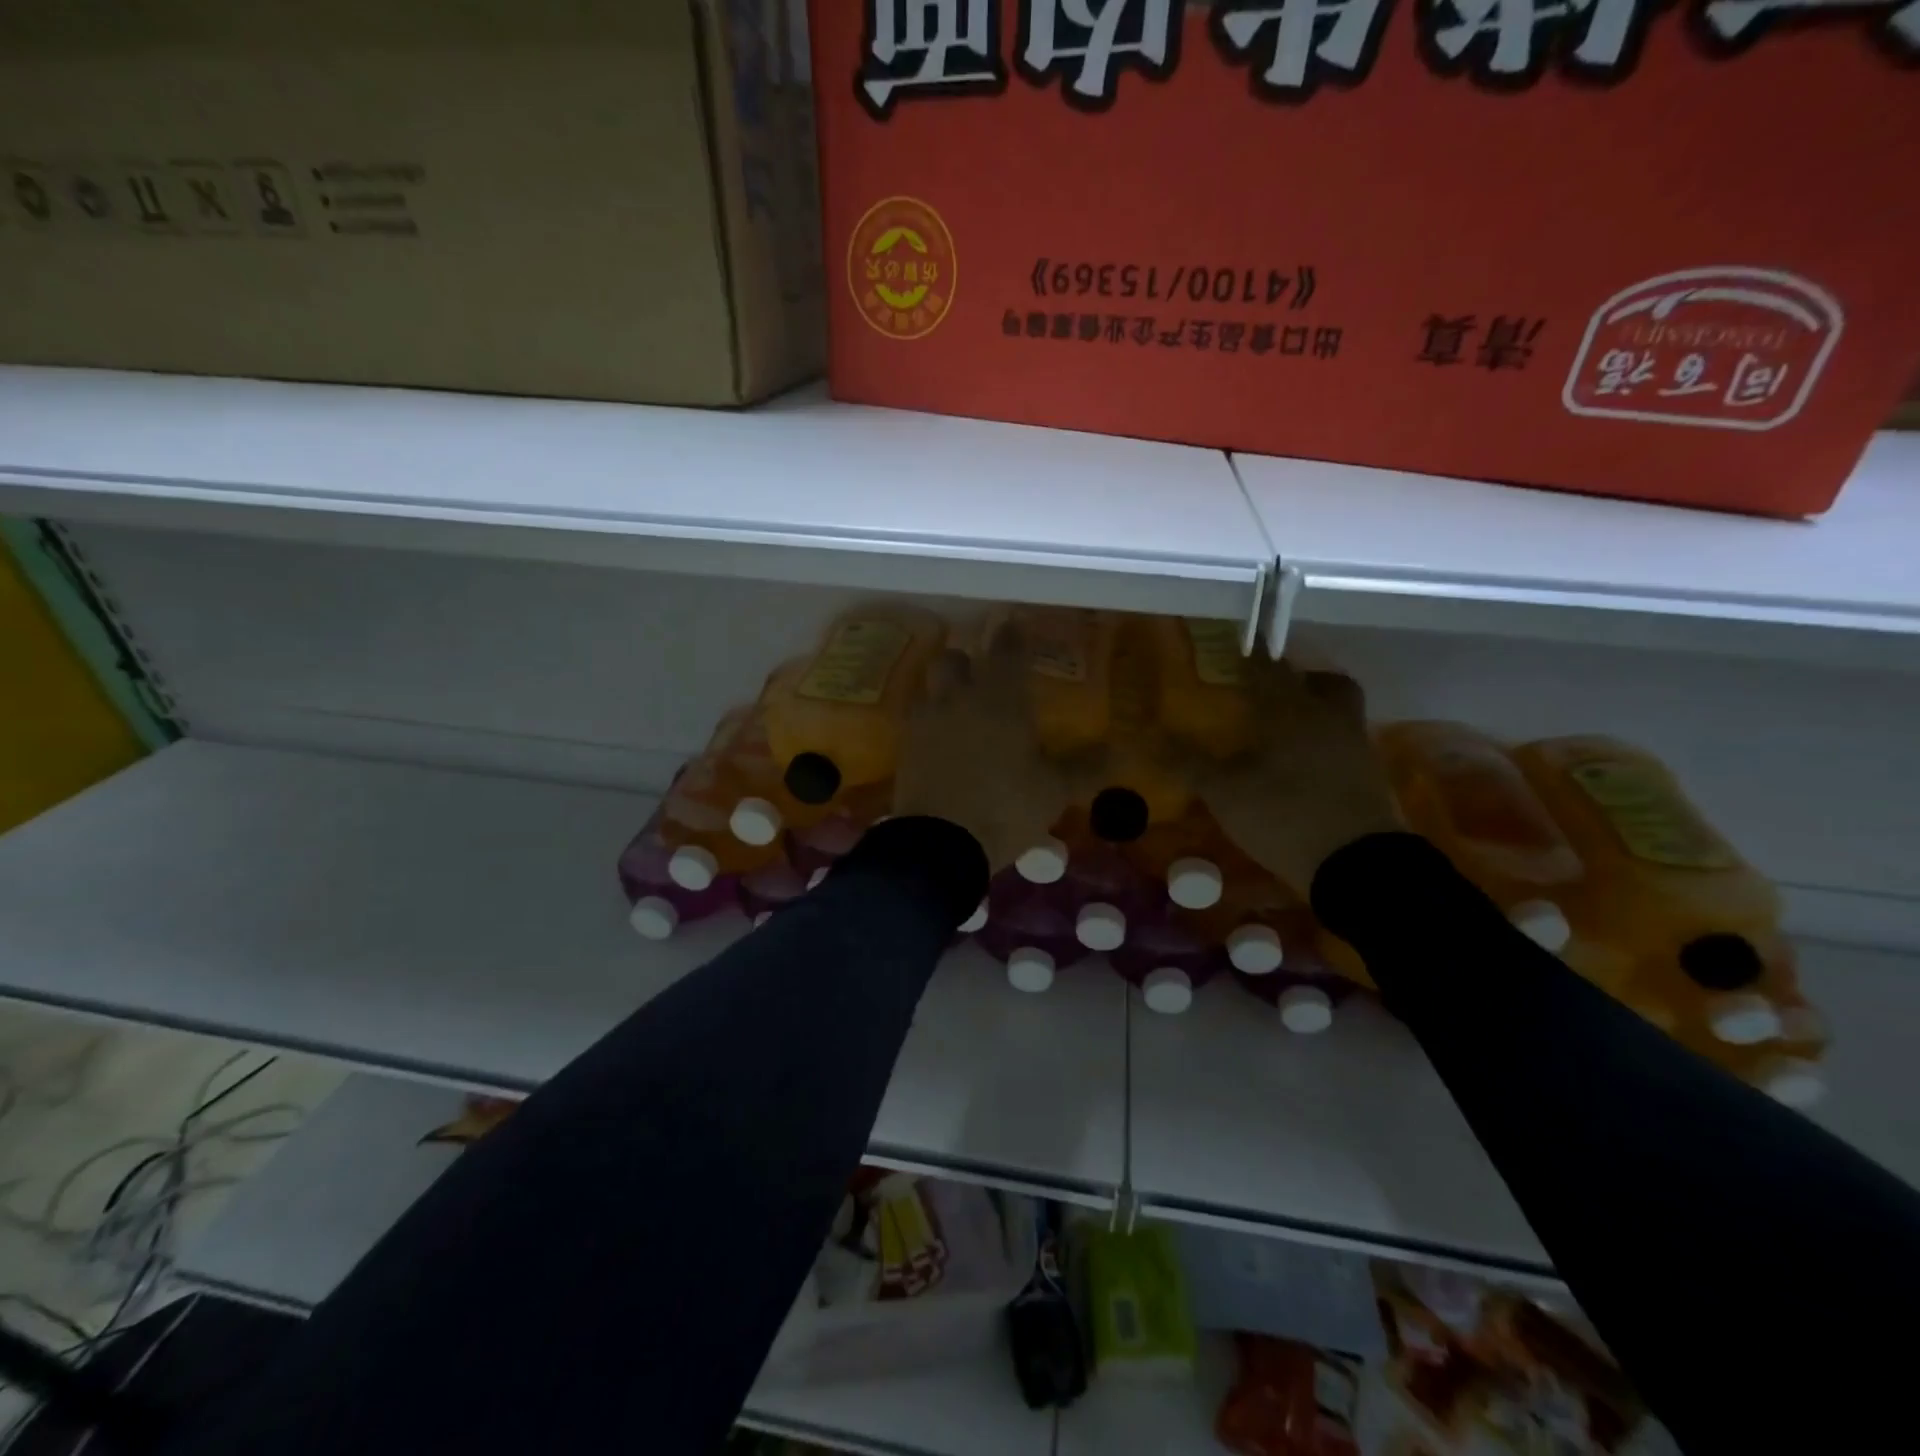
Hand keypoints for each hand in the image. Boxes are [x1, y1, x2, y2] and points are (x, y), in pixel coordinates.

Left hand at [893, 623, 1102, 870]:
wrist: (939, 844)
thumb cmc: (1005, 807)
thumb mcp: (1054, 791)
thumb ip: (1085, 768)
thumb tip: (1121, 752)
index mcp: (1000, 698)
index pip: (1008, 649)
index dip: (1013, 635)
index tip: (1016, 626)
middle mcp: (959, 698)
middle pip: (954, 658)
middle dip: (967, 661)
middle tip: (984, 679)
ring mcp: (926, 720)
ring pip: (930, 686)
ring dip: (944, 690)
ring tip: (960, 711)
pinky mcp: (905, 746)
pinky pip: (916, 720)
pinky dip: (930, 723)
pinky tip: (941, 743)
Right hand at [1197, 656, 1400, 893]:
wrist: (1357, 864)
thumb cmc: (1284, 814)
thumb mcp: (1224, 792)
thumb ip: (1188, 763)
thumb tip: (1144, 738)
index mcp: (1291, 711)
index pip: (1268, 669)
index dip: (1249, 658)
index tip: (1234, 651)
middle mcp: (1328, 718)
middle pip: (1322, 683)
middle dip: (1297, 680)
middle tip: (1270, 692)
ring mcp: (1355, 747)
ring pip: (1339, 711)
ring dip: (1316, 710)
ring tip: (1285, 730)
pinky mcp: (1370, 777)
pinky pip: (1345, 743)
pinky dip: (1325, 744)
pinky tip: (1304, 766)